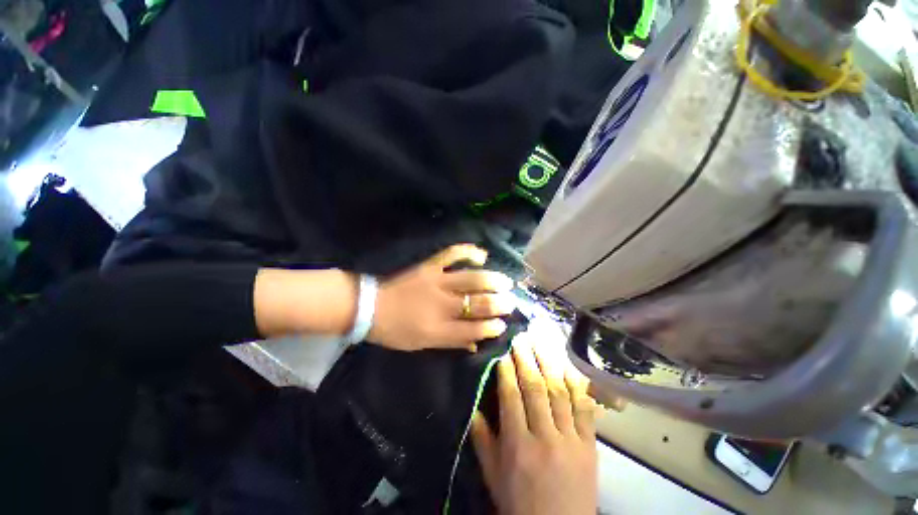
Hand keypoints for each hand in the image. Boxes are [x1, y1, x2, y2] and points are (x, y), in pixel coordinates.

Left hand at [368, 244, 514, 351]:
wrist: (370, 307)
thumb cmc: (395, 331)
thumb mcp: (421, 345)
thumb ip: (451, 343)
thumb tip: (476, 343)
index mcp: (438, 329)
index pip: (473, 329)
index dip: (491, 327)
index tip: (502, 324)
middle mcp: (442, 305)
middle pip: (477, 303)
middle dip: (498, 304)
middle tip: (510, 302)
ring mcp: (436, 282)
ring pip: (471, 279)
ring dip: (492, 280)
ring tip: (505, 282)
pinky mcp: (429, 267)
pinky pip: (452, 254)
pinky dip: (468, 252)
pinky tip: (481, 255)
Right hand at [471, 335, 598, 514]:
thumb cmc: (520, 504)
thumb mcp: (493, 476)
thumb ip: (482, 440)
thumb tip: (473, 407)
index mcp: (518, 446)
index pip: (511, 397)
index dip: (507, 372)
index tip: (504, 352)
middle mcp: (545, 437)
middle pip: (536, 389)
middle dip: (527, 360)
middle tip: (522, 338)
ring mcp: (571, 440)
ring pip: (560, 393)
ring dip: (549, 364)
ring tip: (542, 344)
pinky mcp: (590, 446)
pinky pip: (585, 409)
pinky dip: (577, 386)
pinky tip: (569, 367)